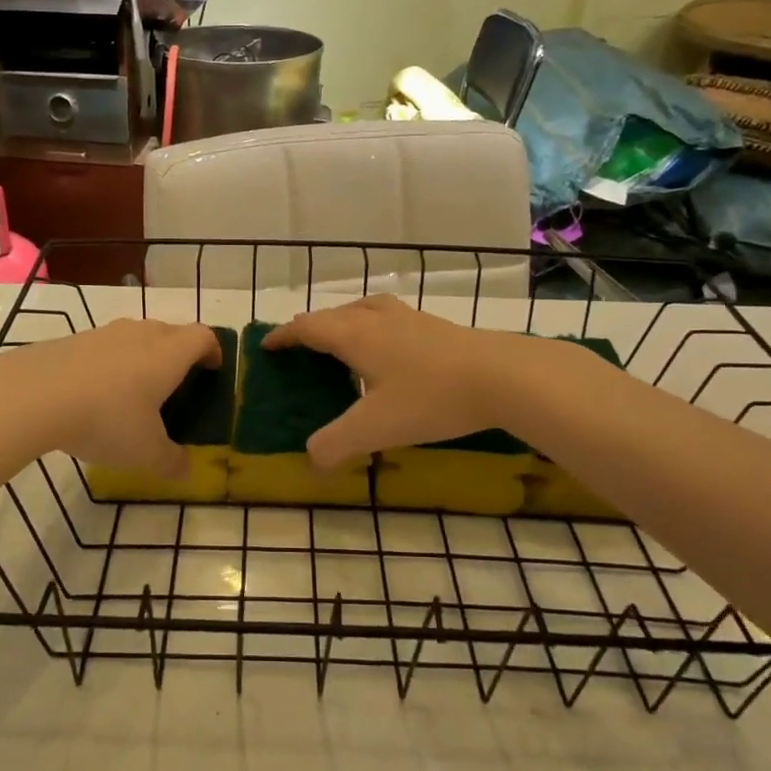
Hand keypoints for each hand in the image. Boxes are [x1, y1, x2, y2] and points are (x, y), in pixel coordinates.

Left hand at [0, 319, 221, 475]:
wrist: (34, 395)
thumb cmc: (106, 419)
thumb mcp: (145, 452)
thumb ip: (171, 461)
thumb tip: (186, 471)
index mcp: (168, 354)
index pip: (203, 337)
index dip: (213, 350)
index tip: (213, 369)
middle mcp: (141, 334)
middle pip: (171, 332)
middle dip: (179, 353)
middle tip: (176, 384)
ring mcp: (104, 333)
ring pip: (135, 337)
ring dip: (142, 357)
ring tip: (134, 391)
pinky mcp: (73, 340)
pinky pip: (104, 348)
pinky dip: (110, 365)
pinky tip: (95, 394)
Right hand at [262, 296, 523, 467]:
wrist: (503, 375)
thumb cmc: (431, 397)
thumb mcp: (376, 428)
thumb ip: (336, 445)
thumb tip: (311, 460)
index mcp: (354, 335)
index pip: (308, 327)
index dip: (284, 335)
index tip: (268, 345)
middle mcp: (377, 318)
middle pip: (333, 314)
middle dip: (311, 329)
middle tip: (301, 348)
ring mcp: (409, 318)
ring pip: (363, 309)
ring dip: (343, 321)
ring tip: (341, 341)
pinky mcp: (435, 325)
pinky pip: (388, 317)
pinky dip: (372, 327)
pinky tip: (389, 349)